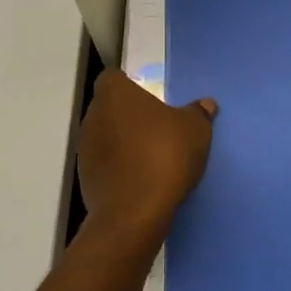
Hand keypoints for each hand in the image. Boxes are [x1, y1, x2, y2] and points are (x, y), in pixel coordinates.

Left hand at [76, 70, 216, 243]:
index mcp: (115, 94)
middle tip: (156, 127)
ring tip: (150, 155)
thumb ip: (198, 113)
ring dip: (123, 142)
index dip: (130, 85)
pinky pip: (105, 163)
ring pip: (105, 136)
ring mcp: (85, 149)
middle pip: (109, 107)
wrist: (135, 212)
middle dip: (129, 115)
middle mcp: (93, 116)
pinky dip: (119, 167)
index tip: (150, 98)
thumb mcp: (195, 130)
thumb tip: (205, 104)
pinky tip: (141, 178)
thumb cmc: (164, 155)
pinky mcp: (85, 178)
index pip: (113, 78)